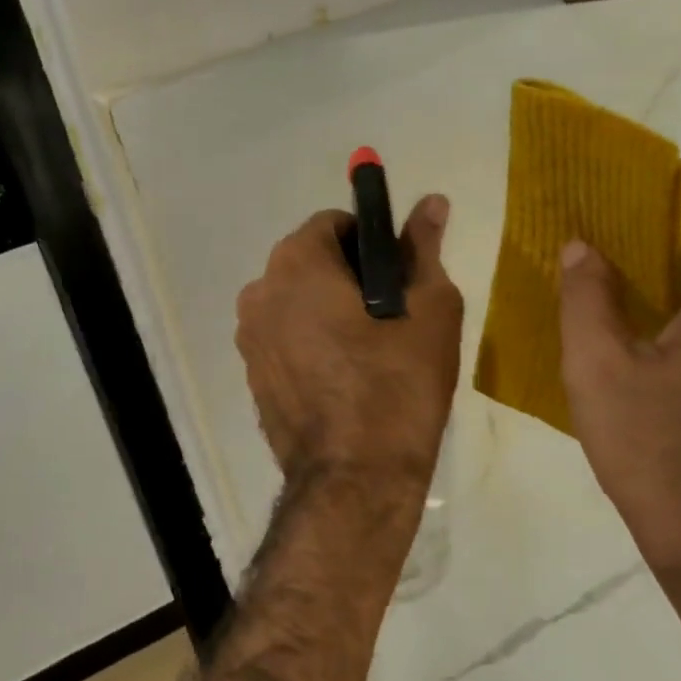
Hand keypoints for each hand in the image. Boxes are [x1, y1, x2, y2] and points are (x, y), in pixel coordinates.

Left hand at [236, 196, 462, 491]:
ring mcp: (248, 338)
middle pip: (310, 263)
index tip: (398, 278)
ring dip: (329, 312)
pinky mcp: (252, 376)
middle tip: (392, 318)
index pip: (334, 224)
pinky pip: (286, 340)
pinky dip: (312, 344)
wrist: (355, 479)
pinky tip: (344, 379)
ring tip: (371, 353)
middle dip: (349, 278)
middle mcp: (258, 292)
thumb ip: (423, 248)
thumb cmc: (397, 385)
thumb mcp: (429, 309)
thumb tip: (431, 201)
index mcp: (295, 264)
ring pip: (297, 303)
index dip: (371, 243)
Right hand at [558, 205, 680, 643]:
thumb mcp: (597, 367)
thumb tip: (581, 245)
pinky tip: (644, 347)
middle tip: (581, 266)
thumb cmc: (656, 450)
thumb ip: (585, 294)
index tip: (583, 223)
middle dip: (642, 256)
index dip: (630, 217)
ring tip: (603, 306)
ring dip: (664, 293)